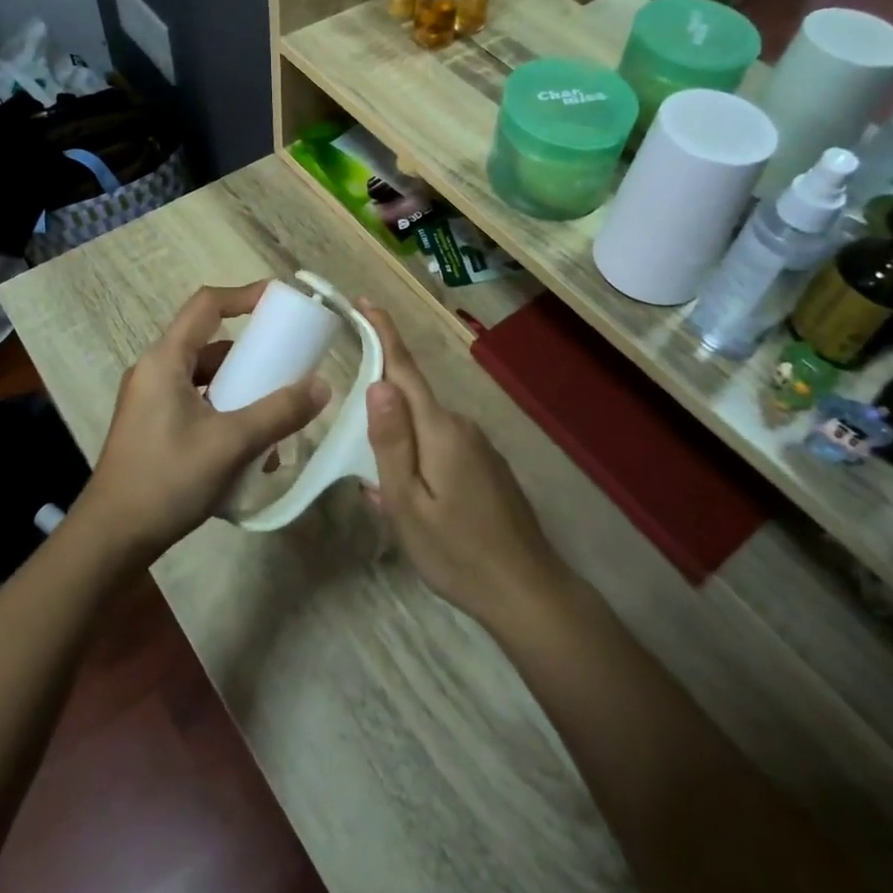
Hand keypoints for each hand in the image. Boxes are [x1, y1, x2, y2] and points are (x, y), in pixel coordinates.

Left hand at [76, 283, 330, 564]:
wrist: (112, 539)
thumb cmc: (167, 480)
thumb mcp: (230, 443)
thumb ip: (278, 412)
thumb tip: (322, 386)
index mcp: (165, 360)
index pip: (206, 305)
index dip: (244, 295)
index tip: (280, 300)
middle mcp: (154, 372)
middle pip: (209, 344)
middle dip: (251, 354)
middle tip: (287, 364)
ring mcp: (151, 402)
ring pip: (205, 379)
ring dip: (241, 390)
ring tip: (276, 416)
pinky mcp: (153, 428)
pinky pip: (197, 405)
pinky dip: (226, 413)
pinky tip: (251, 449)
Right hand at [358, 303, 568, 629]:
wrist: (528, 591)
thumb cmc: (457, 552)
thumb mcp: (408, 504)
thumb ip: (391, 441)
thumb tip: (377, 383)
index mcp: (438, 429)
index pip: (404, 368)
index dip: (384, 332)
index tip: (365, 301)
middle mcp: (461, 425)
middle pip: (411, 402)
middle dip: (382, 417)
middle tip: (366, 467)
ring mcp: (479, 445)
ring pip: (425, 431)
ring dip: (403, 450)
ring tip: (393, 502)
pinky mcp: (488, 465)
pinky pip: (443, 450)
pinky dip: (423, 466)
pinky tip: (423, 508)